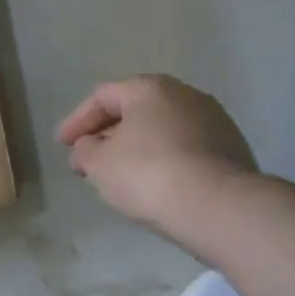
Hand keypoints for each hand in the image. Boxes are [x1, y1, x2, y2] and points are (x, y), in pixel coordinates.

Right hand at [57, 76, 258, 254]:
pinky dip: (163, 160)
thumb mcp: (98, 163)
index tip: (62, 145)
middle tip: (88, 159)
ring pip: (162, 129)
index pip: (102, 96)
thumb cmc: (148, 174)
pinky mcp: (232, 149)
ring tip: (120, 174)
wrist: (219, 207)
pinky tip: (155, 184)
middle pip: (135, 110)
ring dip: (137, 147)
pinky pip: (184, 148)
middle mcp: (185, 95)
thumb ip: (84, 150)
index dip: (76, 121)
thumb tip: (88, 147)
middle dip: (107, 134)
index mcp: (150, 88)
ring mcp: (215, 121)